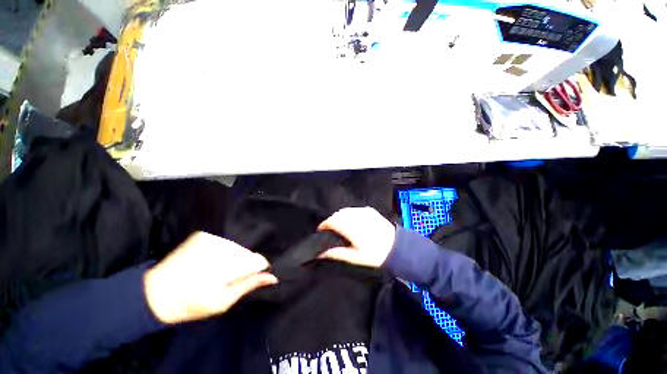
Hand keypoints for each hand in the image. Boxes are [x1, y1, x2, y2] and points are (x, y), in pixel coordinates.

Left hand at [143, 232, 277, 323]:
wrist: (155, 293)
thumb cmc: (191, 303)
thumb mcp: (223, 301)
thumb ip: (249, 285)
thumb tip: (273, 277)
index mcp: (229, 264)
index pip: (258, 260)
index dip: (256, 270)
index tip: (247, 279)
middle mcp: (224, 246)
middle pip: (247, 253)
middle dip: (242, 264)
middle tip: (226, 278)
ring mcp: (212, 238)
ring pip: (236, 247)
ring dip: (232, 258)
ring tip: (215, 270)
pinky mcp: (203, 235)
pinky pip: (224, 242)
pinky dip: (221, 251)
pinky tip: (209, 261)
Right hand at [318, 207, 395, 267]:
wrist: (398, 247)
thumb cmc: (376, 254)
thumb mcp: (355, 257)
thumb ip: (337, 253)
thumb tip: (322, 253)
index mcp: (351, 227)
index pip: (332, 221)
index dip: (324, 225)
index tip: (321, 230)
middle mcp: (356, 216)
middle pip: (337, 214)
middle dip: (331, 221)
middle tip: (330, 231)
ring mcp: (363, 211)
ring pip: (345, 210)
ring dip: (339, 217)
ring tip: (340, 227)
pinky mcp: (369, 210)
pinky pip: (354, 209)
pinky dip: (349, 214)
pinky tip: (352, 222)